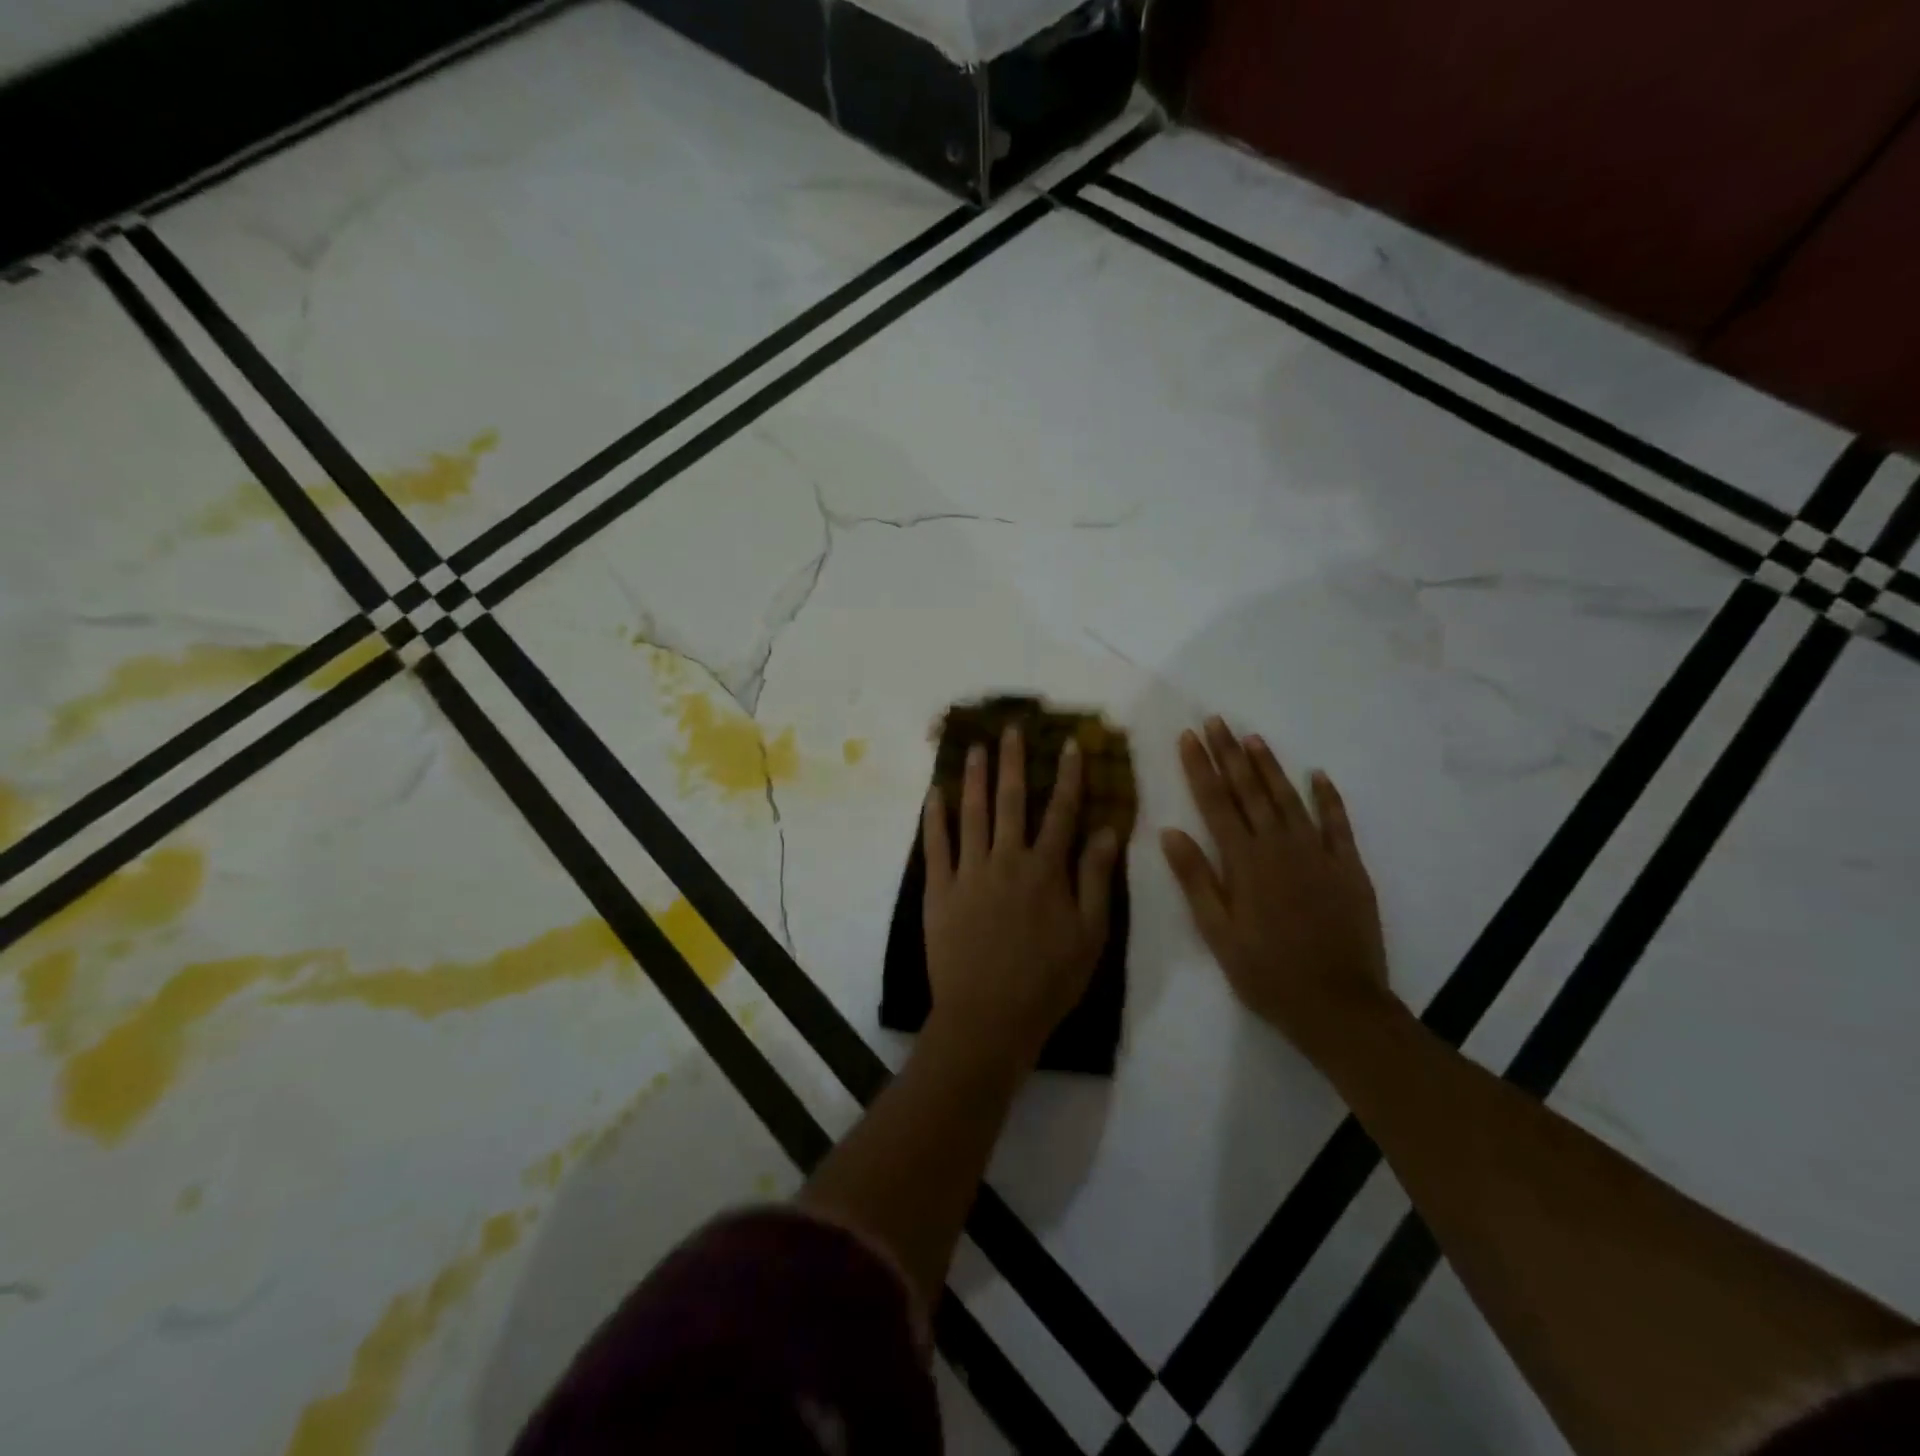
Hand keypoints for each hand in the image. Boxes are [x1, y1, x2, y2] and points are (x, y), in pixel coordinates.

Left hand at [922, 726, 1121, 1065]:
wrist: (989, 1017)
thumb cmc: (1047, 981)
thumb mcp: (1090, 935)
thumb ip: (1095, 879)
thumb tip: (1107, 829)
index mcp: (1045, 870)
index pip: (1061, 812)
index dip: (1067, 777)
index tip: (1068, 745)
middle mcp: (1006, 860)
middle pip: (1011, 802)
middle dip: (1013, 762)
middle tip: (1011, 729)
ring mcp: (969, 873)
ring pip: (972, 814)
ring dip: (975, 778)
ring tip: (975, 748)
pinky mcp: (939, 891)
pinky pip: (936, 847)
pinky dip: (934, 819)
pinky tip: (935, 795)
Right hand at [1161, 717, 1390, 1048]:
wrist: (1338, 1005)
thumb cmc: (1267, 972)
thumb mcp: (1218, 933)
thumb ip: (1195, 879)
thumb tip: (1169, 831)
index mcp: (1244, 861)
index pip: (1216, 802)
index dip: (1200, 767)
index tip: (1189, 736)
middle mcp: (1279, 846)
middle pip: (1250, 790)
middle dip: (1230, 753)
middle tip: (1217, 721)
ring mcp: (1318, 853)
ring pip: (1288, 798)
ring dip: (1269, 766)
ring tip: (1253, 737)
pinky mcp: (1348, 867)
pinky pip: (1337, 823)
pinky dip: (1328, 797)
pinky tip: (1318, 775)